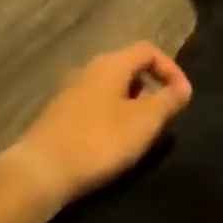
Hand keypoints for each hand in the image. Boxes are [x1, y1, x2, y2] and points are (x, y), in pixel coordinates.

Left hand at [5, 43, 191, 205]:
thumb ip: (167, 101)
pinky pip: (95, 105)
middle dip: (151, 88)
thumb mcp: (144, 122)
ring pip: (111, 88)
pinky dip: (112, 116)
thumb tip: (182, 88)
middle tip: (162, 115)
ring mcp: (71, 92)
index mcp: (111, 64)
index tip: (182, 97)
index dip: (171, 69)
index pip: (148, 50)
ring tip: (141, 132)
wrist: (40, 171)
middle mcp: (89, 69)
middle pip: (129, 67)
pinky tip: (113, 143)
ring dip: (132, 104)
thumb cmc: (99, 140)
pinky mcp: (59, 115)